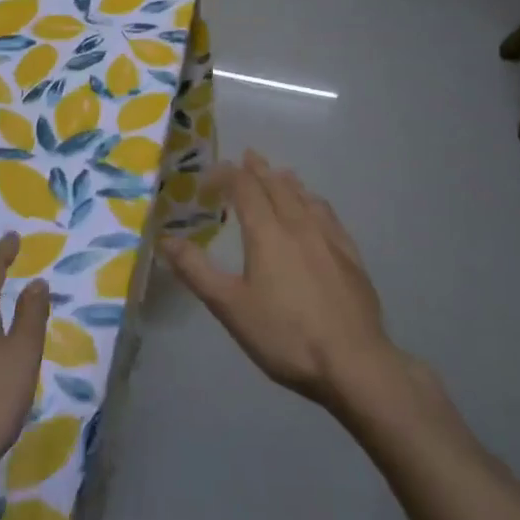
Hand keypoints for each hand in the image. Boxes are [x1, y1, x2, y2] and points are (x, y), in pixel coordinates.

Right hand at [162, 152, 398, 411]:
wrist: (354, 362)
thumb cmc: (285, 335)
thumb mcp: (230, 307)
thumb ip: (197, 271)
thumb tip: (166, 239)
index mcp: (267, 233)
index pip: (245, 189)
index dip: (227, 175)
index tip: (211, 174)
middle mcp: (299, 225)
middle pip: (277, 186)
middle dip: (259, 170)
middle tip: (248, 156)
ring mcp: (329, 239)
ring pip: (305, 198)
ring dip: (288, 182)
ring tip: (280, 174)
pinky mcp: (351, 257)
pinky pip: (329, 216)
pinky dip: (315, 202)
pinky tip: (317, 210)